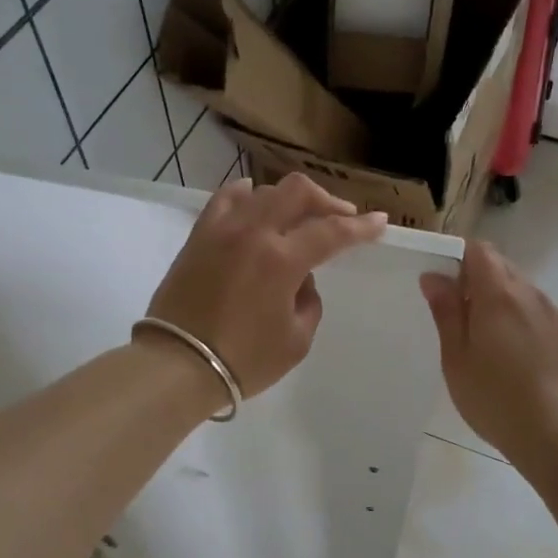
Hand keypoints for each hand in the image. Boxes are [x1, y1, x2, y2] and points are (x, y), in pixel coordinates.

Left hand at [143, 173, 387, 398]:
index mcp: (282, 260)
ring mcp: (221, 230)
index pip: (332, 232)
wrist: (177, 365)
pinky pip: (224, 199)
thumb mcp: (296, 340)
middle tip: (341, 217)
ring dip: (289, 199)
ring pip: (263, 191)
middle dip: (327, 200)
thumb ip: (308, 301)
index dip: (361, 227)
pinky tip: (254, 198)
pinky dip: (246, 194)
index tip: (380, 222)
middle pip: (297, 192)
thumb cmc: (243, 360)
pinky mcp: (198, 237)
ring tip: (299, 216)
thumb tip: (300, 279)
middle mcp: (253, 233)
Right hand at [420, 241, 557, 462]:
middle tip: (460, 318)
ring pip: (523, 291)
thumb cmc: (494, 398)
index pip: (480, 250)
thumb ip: (446, 311)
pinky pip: (540, 314)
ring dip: (501, 302)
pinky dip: (522, 321)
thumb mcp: (456, 358)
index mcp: (499, 295)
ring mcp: (555, 315)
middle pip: (502, 267)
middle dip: (478, 280)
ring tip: (488, 342)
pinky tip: (516, 358)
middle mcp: (531, 295)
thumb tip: (433, 276)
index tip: (445, 286)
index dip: (459, 258)